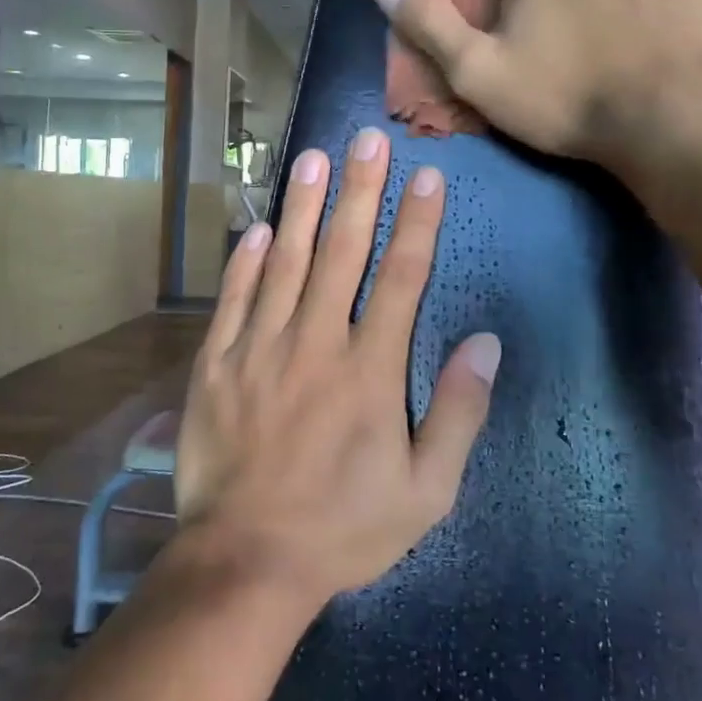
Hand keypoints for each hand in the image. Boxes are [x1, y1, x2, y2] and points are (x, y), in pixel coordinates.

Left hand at [172, 128, 501, 609]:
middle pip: (342, 251)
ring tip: (313, 157)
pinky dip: (245, 261)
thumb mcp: (427, 492)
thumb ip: (459, 413)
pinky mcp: (216, 365)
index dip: (417, 223)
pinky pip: (232, 300)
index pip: (401, 277)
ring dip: (300, 206)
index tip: (427, 177)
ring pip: (284, 262)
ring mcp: (259, 349)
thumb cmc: (345, 529)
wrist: (248, 561)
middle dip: (359, 190)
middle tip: (367, 138)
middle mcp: (315, 342)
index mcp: (370, 369)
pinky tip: (256, 227)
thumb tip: (485, 343)